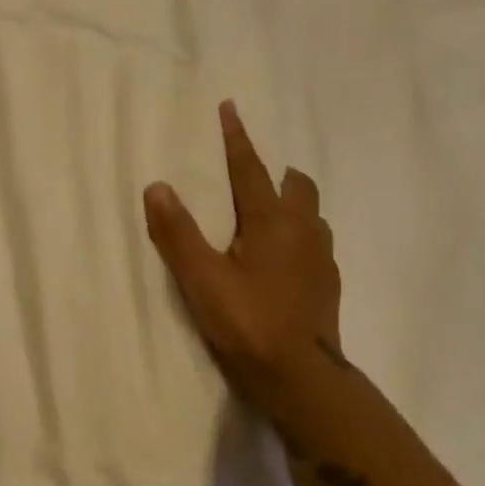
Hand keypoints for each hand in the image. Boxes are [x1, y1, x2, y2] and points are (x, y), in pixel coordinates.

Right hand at [143, 101, 345, 420]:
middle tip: (252, 176)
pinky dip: (297, 237)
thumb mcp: (200, 278)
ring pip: (311, 215)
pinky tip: (280, 260)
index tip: (231, 108)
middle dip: (276, 173)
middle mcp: (303, 231)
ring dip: (291, 204)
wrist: (298, 377)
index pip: (250, 169)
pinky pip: (314, 244)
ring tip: (266, 216)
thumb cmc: (246, 321)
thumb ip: (177, 232)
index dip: (237, 139)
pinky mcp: (326, 285)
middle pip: (296, 186)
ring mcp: (321, 259)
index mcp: (272, 222)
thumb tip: (158, 186)